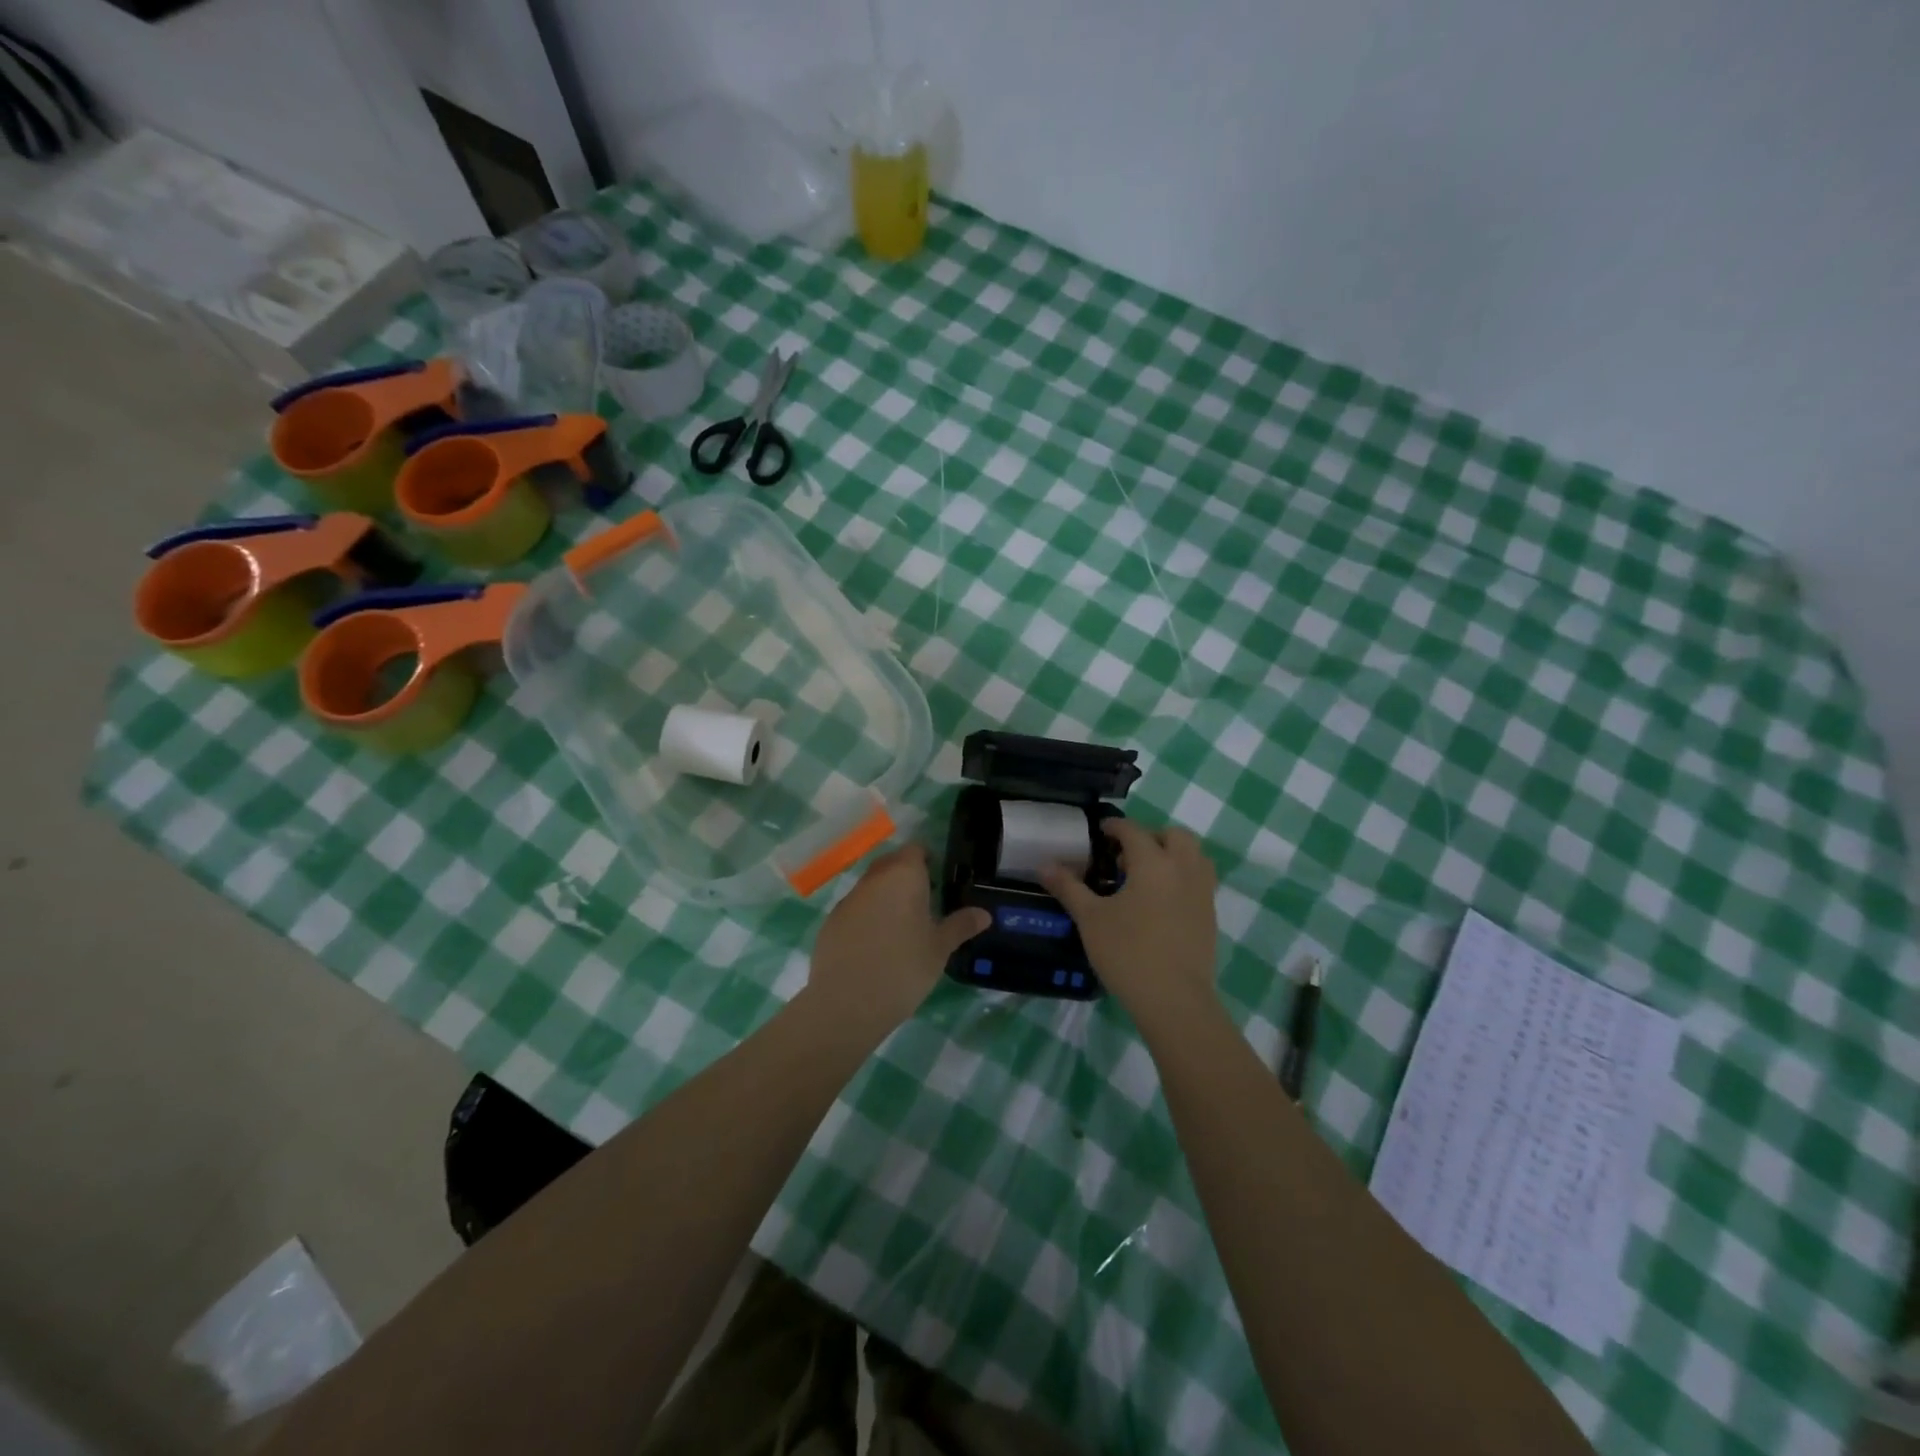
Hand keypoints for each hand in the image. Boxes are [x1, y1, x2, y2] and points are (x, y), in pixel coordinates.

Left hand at [807, 844, 990, 1035]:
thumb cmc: (903, 968)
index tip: (940, 882)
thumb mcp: (939, 949)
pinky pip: (856, 909)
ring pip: (872, 887)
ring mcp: (848, 899)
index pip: (916, 850)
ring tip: (902, 929)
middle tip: (925, 904)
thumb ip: (961, 926)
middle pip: (892, 864)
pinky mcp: (831, 922)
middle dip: (907, 877)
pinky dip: (867, 918)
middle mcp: (873, 879)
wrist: (846, 1002)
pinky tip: (876, 947)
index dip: (928, 861)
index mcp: (903, 876)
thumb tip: (984, 914)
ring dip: (886, 898)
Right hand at [1040, 819, 1218, 1026]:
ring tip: (1146, 876)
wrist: (1174, 1000)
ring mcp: (1202, 892)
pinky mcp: (1210, 916)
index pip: (1133, 831)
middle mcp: (1183, 869)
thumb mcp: (1090, 918)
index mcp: (1153, 862)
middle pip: (1174, 835)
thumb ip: (1068, 887)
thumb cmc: (1127, 953)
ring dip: (1172, 855)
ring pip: (1194, 856)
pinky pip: (1199, 881)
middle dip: (1150, 837)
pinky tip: (1160, 903)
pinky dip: (1182, 878)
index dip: (1115, 827)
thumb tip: (1044, 865)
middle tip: (1126, 856)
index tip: (1100, 831)